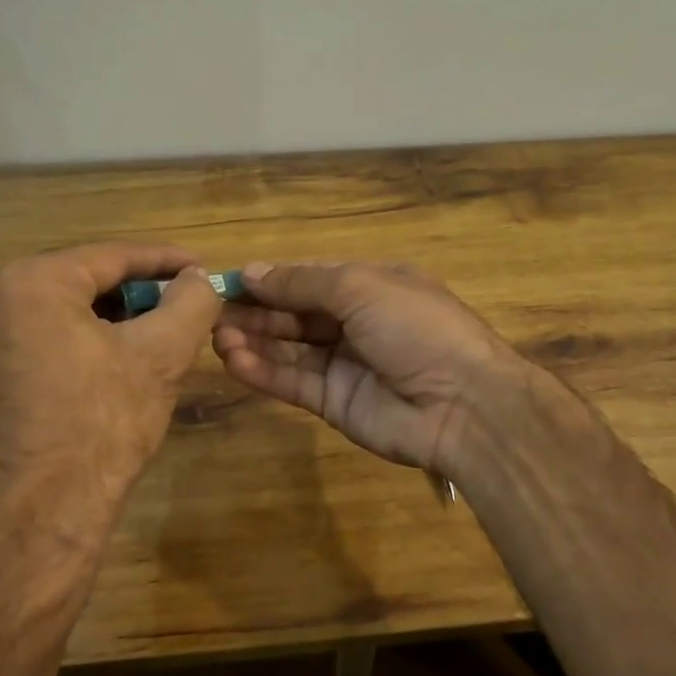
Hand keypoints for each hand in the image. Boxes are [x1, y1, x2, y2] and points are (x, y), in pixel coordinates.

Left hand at [0, 242, 222, 547]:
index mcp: (31, 282)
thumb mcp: (161, 355)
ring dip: (115, 315)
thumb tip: (198, 278)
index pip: (113, 255)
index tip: (203, 268)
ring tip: (160, 331)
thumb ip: (191, 301)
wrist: (38, 520)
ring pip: (64, 308)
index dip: (166, 260)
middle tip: (185, 303)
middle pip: (86, 278)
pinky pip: (42, 335)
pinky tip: (120, 360)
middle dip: (140, 290)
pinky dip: (84, 338)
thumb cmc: (101, 427)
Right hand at [212, 261, 530, 481]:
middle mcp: (357, 321)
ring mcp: (346, 364)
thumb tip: (253, 271)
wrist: (463, 404)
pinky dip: (263, 371)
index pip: (310, 277)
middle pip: (296, 313)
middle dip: (257, 311)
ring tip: (216, 335)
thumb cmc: (415, 327)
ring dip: (253, 340)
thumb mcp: (361, 287)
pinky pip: (293, 382)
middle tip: (211, 311)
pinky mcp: (336, 403)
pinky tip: (232, 360)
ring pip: (290, 349)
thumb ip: (302, 282)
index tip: (230, 280)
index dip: (272, 279)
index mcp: (372, 285)